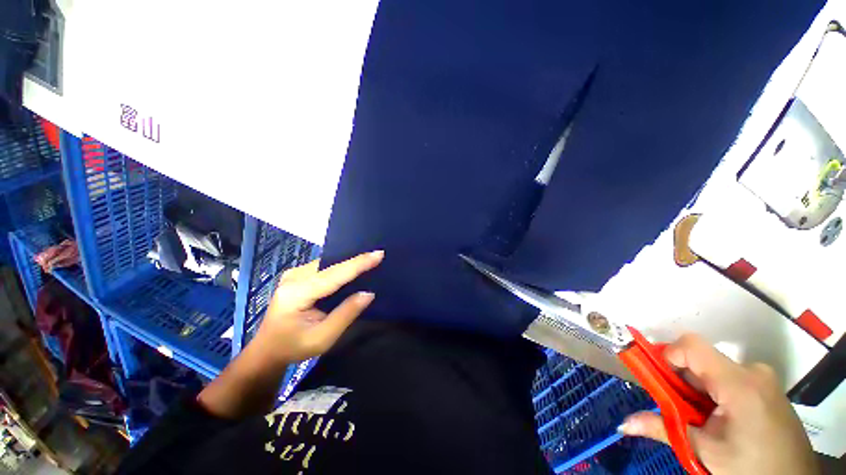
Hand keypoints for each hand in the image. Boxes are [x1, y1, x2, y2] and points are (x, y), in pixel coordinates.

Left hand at [251, 250, 383, 367]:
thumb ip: (346, 314)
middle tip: (378, 256)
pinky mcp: (297, 275)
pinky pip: (324, 266)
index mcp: (296, 293)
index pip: (334, 274)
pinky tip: (352, 268)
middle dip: (355, 260)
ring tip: (370, 260)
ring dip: (348, 263)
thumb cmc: (293, 347)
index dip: (358, 264)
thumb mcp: (323, 338)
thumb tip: (369, 293)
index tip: (379, 254)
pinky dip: (340, 267)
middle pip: (331, 265)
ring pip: (328, 263)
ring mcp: (293, 274)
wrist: (267, 350)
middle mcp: (293, 277)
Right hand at [618, 334, 818, 474]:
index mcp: (739, 383)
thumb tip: (624, 423)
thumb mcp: (706, 451)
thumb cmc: (750, 468)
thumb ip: (663, 429)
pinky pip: (729, 379)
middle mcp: (752, 371)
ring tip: (702, 420)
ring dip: (698, 390)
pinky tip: (720, 419)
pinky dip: (714, 394)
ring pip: (714, 371)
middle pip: (701, 361)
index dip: (668, 355)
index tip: (658, 380)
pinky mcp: (767, 387)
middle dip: (682, 381)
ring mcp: (763, 379)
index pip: (691, 346)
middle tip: (679, 410)